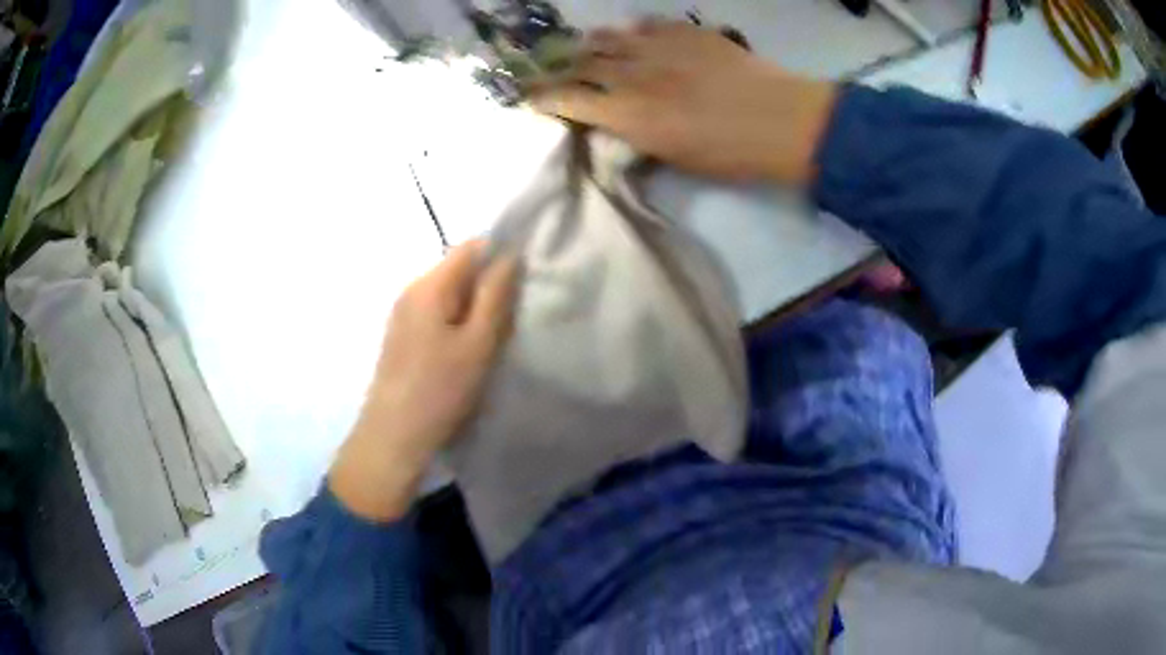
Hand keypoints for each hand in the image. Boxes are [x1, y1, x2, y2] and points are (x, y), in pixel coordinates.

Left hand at [329, 241, 519, 520]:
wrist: (393, 436)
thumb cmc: (440, 390)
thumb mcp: (478, 343)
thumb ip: (495, 295)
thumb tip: (510, 255)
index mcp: (429, 285)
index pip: (470, 247)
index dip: (500, 255)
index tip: (524, 283)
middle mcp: (411, 290)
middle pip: (458, 269)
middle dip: (488, 285)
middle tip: (512, 317)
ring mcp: (403, 314)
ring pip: (448, 294)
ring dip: (474, 307)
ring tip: (493, 337)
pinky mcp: (401, 336)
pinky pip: (436, 314)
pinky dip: (457, 323)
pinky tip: (467, 352)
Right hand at [531, 21, 837, 184]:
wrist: (782, 120)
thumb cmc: (731, 154)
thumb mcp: (674, 158)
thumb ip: (637, 133)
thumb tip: (617, 119)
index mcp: (628, 114)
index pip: (568, 99)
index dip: (545, 98)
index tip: (533, 97)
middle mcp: (633, 74)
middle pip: (582, 62)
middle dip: (563, 67)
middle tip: (558, 69)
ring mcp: (659, 47)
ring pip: (610, 38)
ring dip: (595, 44)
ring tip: (591, 48)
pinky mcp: (685, 32)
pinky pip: (647, 24)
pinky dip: (635, 31)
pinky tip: (637, 36)